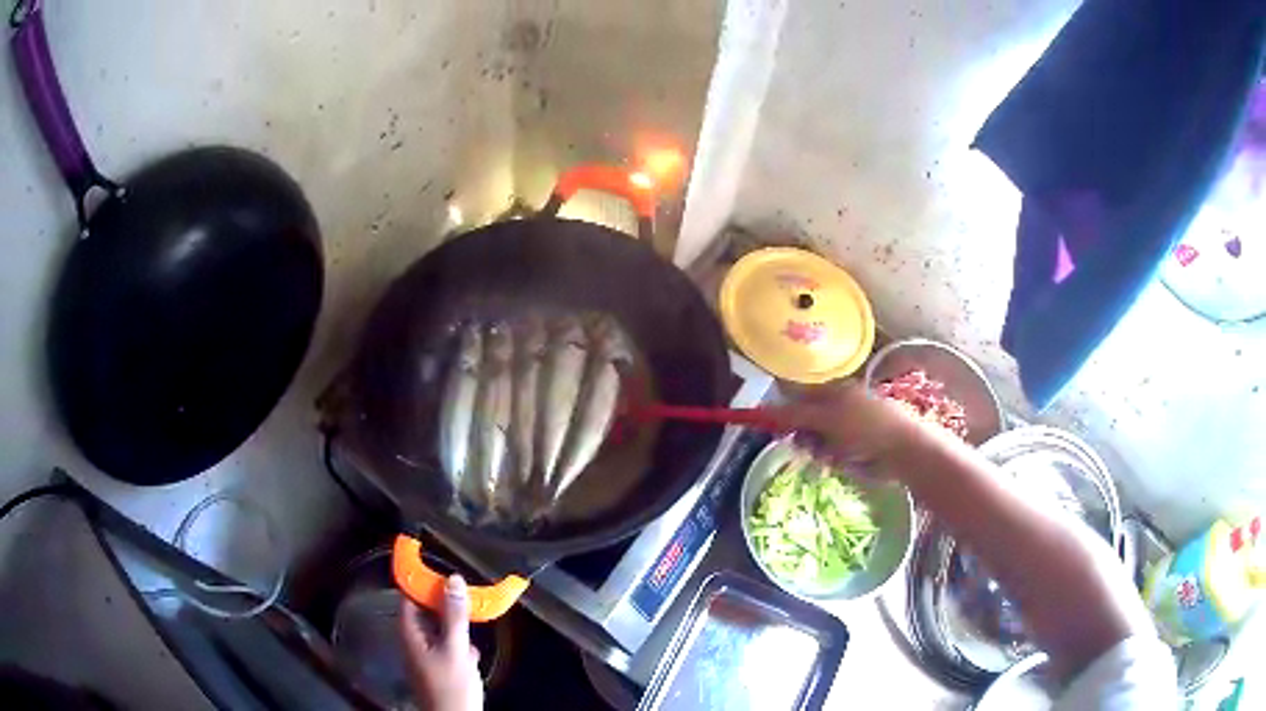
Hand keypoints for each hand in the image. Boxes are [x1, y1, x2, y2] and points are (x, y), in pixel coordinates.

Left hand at [399, 575, 483, 710]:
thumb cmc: (450, 685)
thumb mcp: (455, 647)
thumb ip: (454, 614)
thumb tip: (452, 578)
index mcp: (408, 631)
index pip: (409, 594)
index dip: (424, 581)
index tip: (445, 572)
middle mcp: (412, 639)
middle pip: (425, 610)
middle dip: (446, 605)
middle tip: (468, 602)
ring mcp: (424, 654)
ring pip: (439, 627)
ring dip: (456, 627)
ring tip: (472, 631)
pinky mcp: (437, 666)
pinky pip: (446, 644)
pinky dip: (459, 644)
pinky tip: (472, 655)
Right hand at [771, 381, 935, 479]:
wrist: (902, 449)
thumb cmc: (865, 427)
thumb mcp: (826, 419)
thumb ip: (794, 416)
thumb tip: (762, 411)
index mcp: (833, 390)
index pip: (798, 397)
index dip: (782, 412)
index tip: (769, 429)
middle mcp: (838, 405)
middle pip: (805, 420)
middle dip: (801, 435)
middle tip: (804, 446)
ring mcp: (847, 427)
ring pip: (816, 440)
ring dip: (816, 450)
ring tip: (827, 458)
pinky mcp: (855, 447)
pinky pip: (831, 453)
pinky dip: (830, 459)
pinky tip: (837, 464)